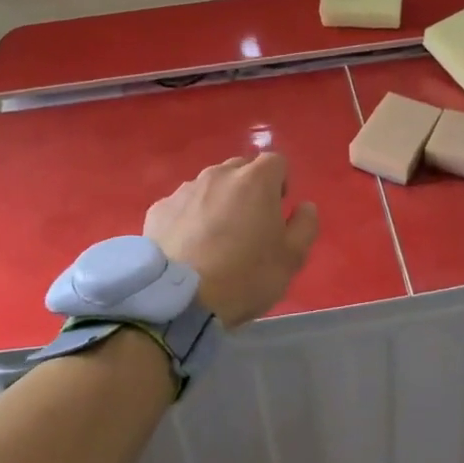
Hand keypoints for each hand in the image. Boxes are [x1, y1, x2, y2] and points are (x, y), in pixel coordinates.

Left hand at [143, 153, 319, 326]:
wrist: (180, 301)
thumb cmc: (245, 277)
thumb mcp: (291, 258)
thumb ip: (305, 226)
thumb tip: (305, 207)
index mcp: (256, 180)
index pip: (276, 161)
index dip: (281, 183)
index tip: (277, 210)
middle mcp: (218, 175)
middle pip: (241, 169)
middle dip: (249, 189)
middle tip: (249, 225)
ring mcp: (185, 190)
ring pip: (210, 186)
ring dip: (218, 201)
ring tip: (216, 238)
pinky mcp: (158, 209)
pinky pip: (183, 205)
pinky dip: (190, 217)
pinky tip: (189, 247)